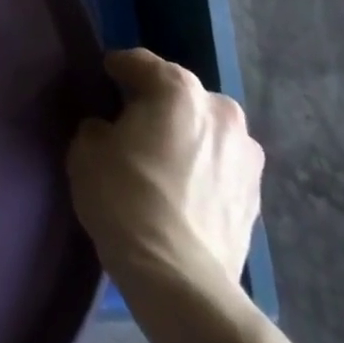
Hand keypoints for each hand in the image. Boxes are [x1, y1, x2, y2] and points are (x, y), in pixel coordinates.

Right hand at [67, 48, 262, 308]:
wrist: (180, 278)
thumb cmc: (125, 199)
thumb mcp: (87, 151)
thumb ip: (99, 128)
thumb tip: (110, 131)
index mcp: (178, 90)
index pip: (141, 63)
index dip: (118, 68)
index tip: (104, 76)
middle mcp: (220, 111)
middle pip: (180, 95)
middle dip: (158, 103)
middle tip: (131, 123)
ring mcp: (246, 155)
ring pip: (206, 130)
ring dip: (186, 137)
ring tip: (161, 161)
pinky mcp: (256, 196)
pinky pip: (220, 166)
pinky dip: (202, 169)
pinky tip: (182, 191)